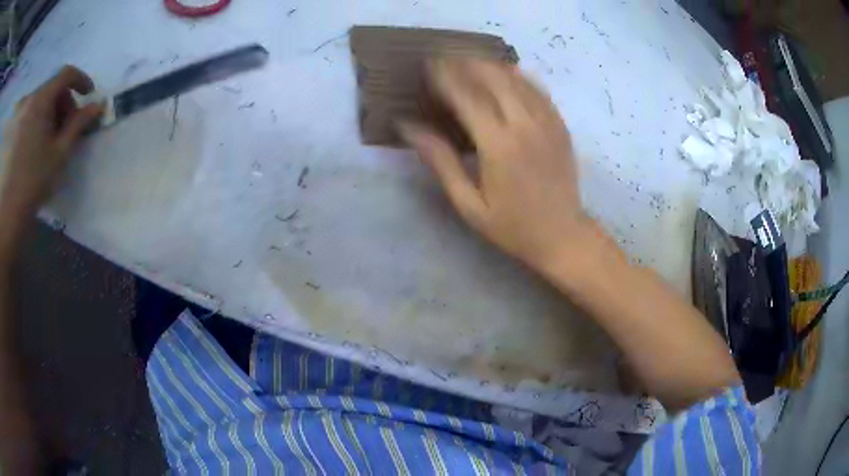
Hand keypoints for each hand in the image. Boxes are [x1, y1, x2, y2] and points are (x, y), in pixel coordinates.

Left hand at [0, 66, 101, 228]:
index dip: (81, 80)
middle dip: (64, 101)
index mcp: (42, 100)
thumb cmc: (35, 180)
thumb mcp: (60, 152)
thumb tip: (98, 106)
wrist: (11, 210)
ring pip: (43, 99)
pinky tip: (40, 140)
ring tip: (52, 137)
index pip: (66, 74)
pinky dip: (40, 118)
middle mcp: (32, 99)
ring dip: (52, 111)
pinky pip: (33, 110)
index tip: (88, 95)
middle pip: (54, 87)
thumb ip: (79, 124)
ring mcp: (23, 112)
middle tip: (68, 125)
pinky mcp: (17, 126)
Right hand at [399, 59, 586, 272]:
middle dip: (467, 62)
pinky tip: (508, 71)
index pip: (466, 97)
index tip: (428, 64)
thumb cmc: (512, 226)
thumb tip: (409, 128)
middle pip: (493, 78)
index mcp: (498, 145)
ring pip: (517, 79)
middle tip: (447, 55)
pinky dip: (520, 76)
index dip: (445, 77)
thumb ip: (441, 162)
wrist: (562, 235)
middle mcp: (524, 125)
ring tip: (471, 57)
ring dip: (492, 64)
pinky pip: (539, 90)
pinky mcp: (560, 126)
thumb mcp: (469, 203)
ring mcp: (547, 123)